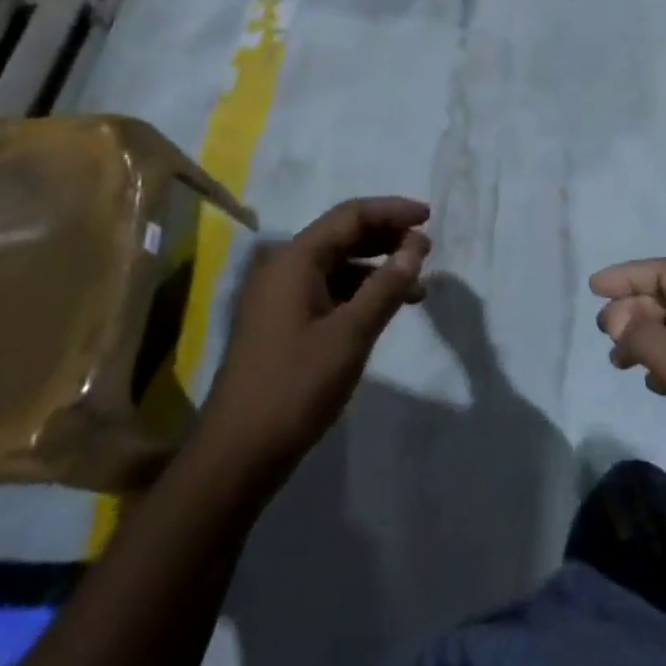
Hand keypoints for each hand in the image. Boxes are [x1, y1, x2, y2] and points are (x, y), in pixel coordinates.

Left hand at [198, 197, 430, 484]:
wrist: (237, 454)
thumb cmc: (295, 387)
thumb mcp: (350, 336)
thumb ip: (385, 287)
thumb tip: (415, 248)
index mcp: (295, 259)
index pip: (350, 216)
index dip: (392, 211)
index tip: (429, 217)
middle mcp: (284, 267)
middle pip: (342, 235)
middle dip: (386, 237)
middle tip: (426, 249)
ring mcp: (280, 295)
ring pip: (337, 264)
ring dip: (376, 267)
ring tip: (416, 285)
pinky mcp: (282, 321)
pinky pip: (328, 289)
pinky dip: (359, 291)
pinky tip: (383, 309)